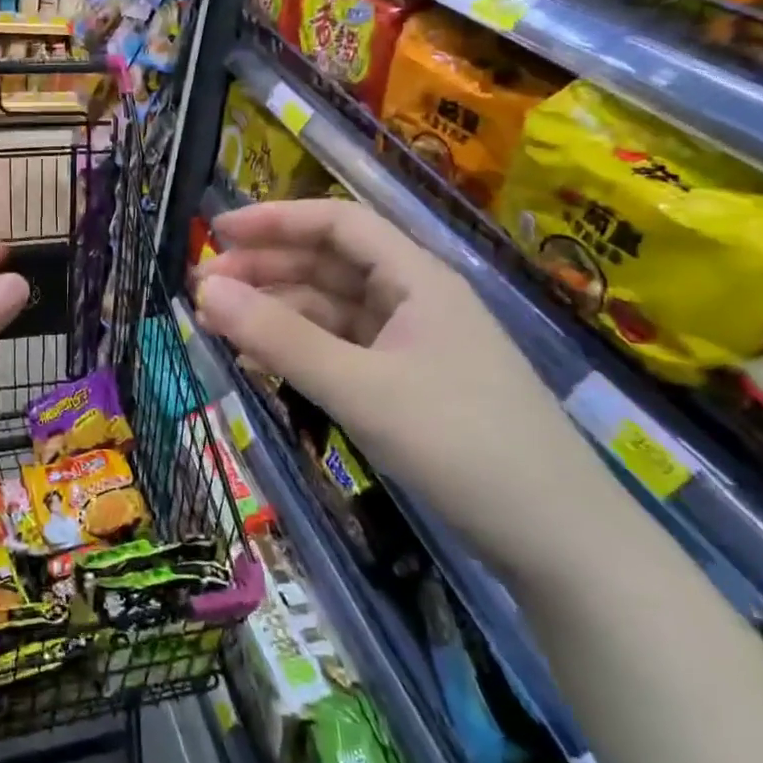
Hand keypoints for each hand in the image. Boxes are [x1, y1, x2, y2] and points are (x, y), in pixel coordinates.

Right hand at [195, 199, 617, 578]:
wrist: (559, 541)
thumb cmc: (462, 445)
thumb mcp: (360, 388)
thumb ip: (280, 339)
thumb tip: (206, 291)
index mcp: (417, 279)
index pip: (338, 223)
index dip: (275, 220)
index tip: (216, 234)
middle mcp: (414, 300)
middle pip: (329, 264)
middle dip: (265, 269)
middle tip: (203, 289)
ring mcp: (412, 344)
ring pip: (330, 309)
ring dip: (276, 310)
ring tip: (218, 323)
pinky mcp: (407, 385)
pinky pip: (340, 349)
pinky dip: (298, 348)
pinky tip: (261, 359)